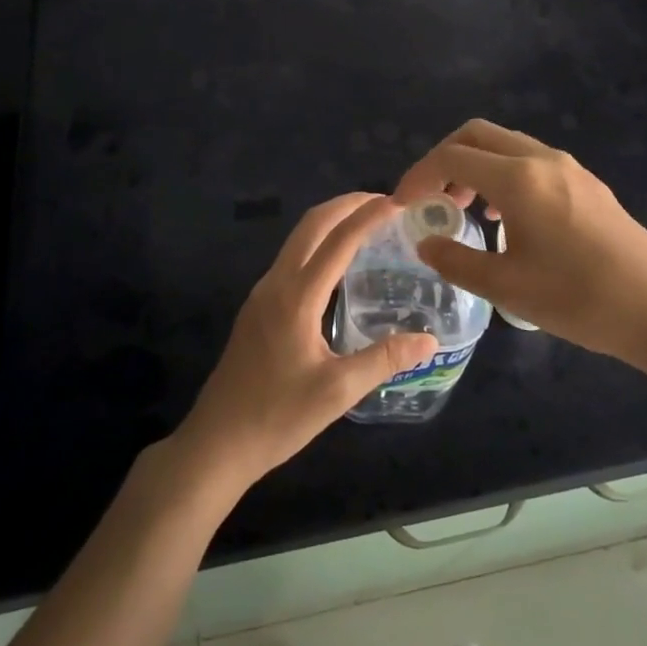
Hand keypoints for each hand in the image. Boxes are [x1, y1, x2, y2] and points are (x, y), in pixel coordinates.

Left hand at [173, 193, 435, 491]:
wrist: (216, 443)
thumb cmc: (278, 417)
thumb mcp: (337, 392)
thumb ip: (384, 359)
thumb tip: (429, 340)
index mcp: (297, 296)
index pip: (338, 240)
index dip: (369, 216)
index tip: (398, 202)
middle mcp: (277, 283)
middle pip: (312, 224)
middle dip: (347, 205)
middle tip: (384, 202)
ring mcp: (262, 293)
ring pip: (298, 239)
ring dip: (330, 221)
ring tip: (366, 224)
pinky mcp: (258, 307)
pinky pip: (291, 258)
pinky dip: (318, 243)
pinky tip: (337, 264)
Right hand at [392, 119, 646, 378]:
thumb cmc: (578, 300)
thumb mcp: (507, 287)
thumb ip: (457, 260)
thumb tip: (426, 242)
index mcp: (518, 179)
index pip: (452, 157)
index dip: (419, 176)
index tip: (402, 205)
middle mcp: (542, 158)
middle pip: (477, 134)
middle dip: (444, 159)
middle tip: (431, 198)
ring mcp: (569, 167)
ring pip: (506, 144)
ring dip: (475, 164)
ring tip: (465, 209)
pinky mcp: (587, 182)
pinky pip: (531, 159)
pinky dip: (503, 173)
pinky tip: (507, 216)